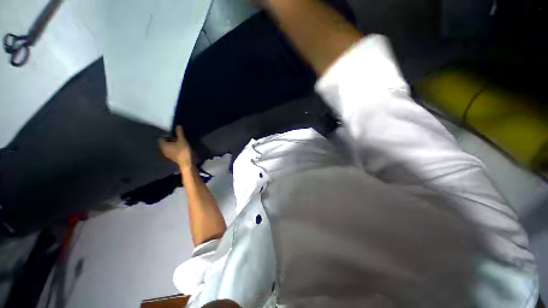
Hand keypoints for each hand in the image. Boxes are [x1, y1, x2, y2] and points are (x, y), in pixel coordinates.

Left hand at [158, 126, 192, 166]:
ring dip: (172, 144)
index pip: (161, 138)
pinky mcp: (172, 157)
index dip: (167, 135)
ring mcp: (168, 154)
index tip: (174, 135)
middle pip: (164, 143)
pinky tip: (180, 148)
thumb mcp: (182, 140)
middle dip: (170, 140)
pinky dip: (174, 148)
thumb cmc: (183, 151)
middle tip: (177, 138)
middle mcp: (163, 150)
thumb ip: (179, 133)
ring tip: (179, 142)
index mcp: (163, 145)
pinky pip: (171, 151)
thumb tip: (178, 125)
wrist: (187, 163)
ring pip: (168, 147)